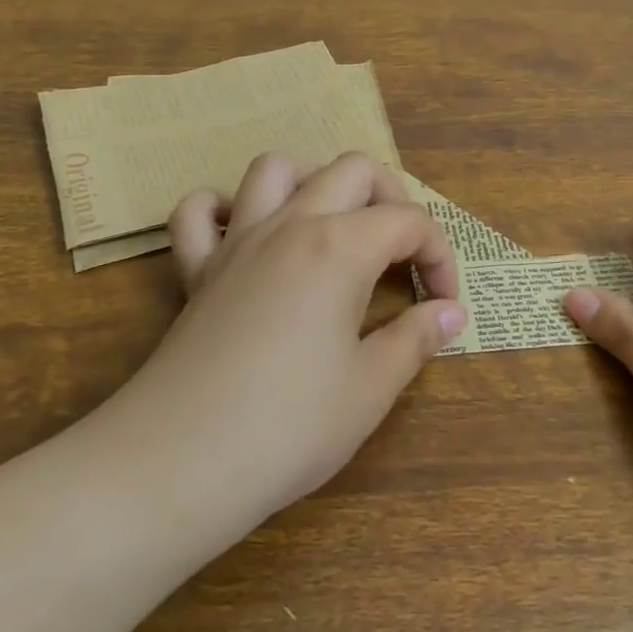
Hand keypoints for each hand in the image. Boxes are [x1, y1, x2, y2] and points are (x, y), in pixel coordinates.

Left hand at [98, 151, 468, 540]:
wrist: (180, 462)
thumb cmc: (289, 426)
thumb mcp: (370, 388)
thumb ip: (416, 338)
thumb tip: (452, 312)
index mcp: (341, 246)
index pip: (409, 221)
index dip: (440, 256)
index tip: (444, 305)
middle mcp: (291, 224)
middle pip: (353, 170)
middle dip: (392, 200)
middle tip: (403, 254)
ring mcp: (238, 241)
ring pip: (276, 169)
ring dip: (312, 182)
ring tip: (332, 226)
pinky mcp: (196, 269)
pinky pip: (199, 212)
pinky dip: (223, 210)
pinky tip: (244, 237)